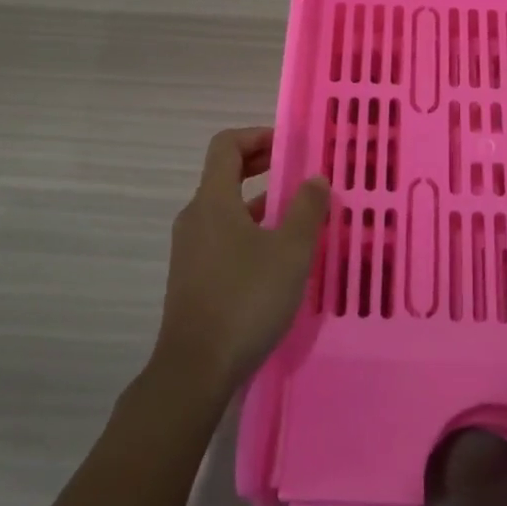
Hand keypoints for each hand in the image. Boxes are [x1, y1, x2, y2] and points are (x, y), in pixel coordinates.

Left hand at [152, 128, 329, 398]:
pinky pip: (224, 237)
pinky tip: (279, 257)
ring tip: (299, 216)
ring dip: (261, 203)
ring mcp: (191, 249)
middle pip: (225, 175)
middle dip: (263, 167)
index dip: (258, 136)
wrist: (195, 369)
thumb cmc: (246, 300)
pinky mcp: (194, 277)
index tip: (290, 145)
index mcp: (213, 201)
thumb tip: (315, 178)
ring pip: (227, 210)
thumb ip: (306, 209)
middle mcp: (196, 217)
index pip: (226, 146)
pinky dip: (251, 231)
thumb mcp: (290, 252)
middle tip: (300, 174)